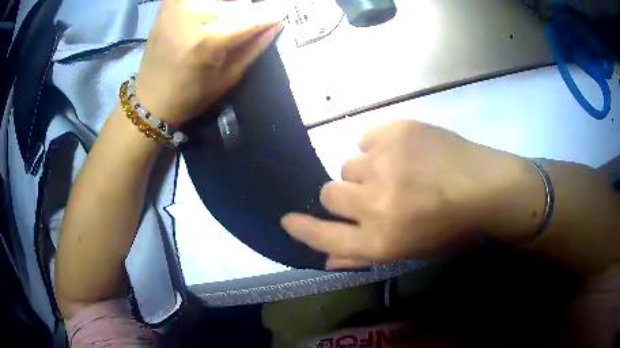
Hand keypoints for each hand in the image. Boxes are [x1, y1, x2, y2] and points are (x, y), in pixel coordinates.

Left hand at [135, 0, 285, 126]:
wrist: (149, 98)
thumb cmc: (190, 95)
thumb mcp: (228, 78)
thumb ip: (255, 46)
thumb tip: (278, 21)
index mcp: (205, 41)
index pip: (251, 16)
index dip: (271, 13)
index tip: (282, 12)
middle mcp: (190, 15)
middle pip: (237, 2)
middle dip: (248, 10)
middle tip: (243, 26)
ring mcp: (177, 4)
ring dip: (231, 5)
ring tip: (227, 20)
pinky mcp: (169, 1)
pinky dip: (210, 4)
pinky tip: (213, 12)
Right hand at [281, 120, 541, 268]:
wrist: (485, 187)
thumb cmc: (450, 228)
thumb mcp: (408, 252)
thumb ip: (363, 257)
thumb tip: (326, 259)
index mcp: (380, 239)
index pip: (324, 235)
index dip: (302, 228)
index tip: (287, 219)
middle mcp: (374, 202)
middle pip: (329, 193)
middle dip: (345, 195)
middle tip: (373, 193)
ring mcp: (384, 161)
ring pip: (348, 163)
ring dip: (364, 171)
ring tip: (396, 170)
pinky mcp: (395, 131)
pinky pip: (365, 137)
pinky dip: (377, 145)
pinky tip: (401, 151)